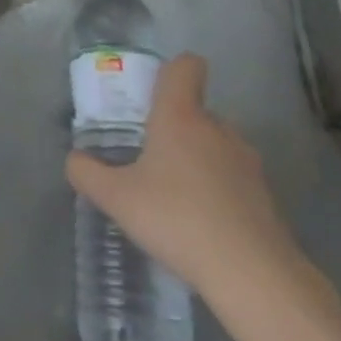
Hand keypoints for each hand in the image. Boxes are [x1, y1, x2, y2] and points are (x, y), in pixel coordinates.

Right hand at [66, 54, 306, 305]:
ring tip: (175, 196)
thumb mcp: (117, 198)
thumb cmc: (177, 219)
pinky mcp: (265, 195)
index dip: (171, 70)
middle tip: (149, 158)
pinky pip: (234, 178)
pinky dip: (218, 191)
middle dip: (174, 127)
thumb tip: (74, 159)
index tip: (152, 94)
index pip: (186, 66)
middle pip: (196, 110)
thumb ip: (87, 173)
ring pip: (216, 144)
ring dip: (197, 160)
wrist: (253, 275)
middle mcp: (217, 128)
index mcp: (181, 115)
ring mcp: (246, 161)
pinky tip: (201, 225)